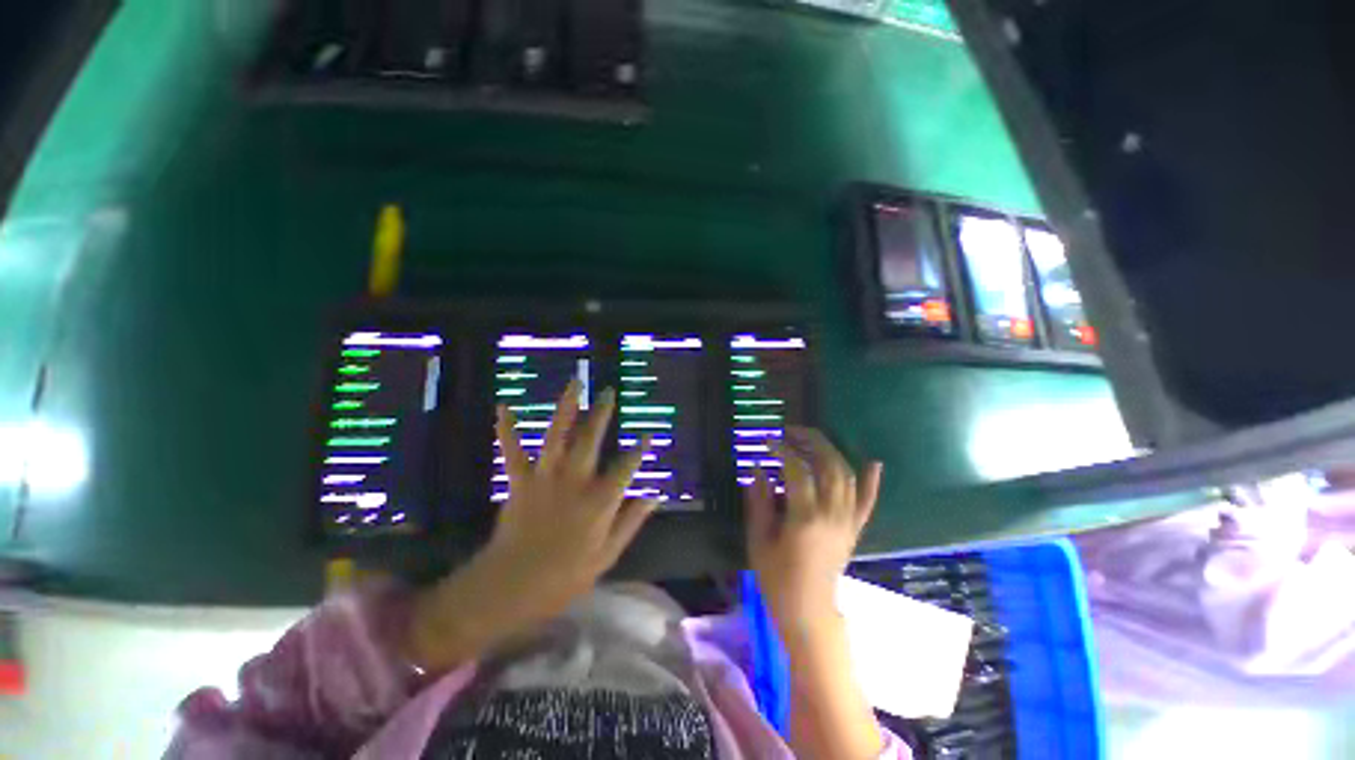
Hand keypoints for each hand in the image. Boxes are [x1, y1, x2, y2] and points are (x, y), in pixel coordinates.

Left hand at [481, 380, 657, 625]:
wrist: (509, 588)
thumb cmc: (563, 577)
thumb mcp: (607, 555)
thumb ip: (631, 521)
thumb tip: (654, 496)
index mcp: (599, 500)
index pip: (626, 467)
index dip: (639, 450)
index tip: (648, 436)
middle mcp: (574, 480)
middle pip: (591, 438)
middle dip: (602, 413)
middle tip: (608, 392)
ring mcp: (545, 477)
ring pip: (557, 434)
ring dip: (566, 407)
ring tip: (574, 383)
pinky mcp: (519, 481)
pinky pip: (512, 450)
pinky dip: (508, 428)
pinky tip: (504, 406)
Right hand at [746, 427, 881, 632]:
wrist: (809, 612)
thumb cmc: (777, 579)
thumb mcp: (758, 540)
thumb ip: (758, 502)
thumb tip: (758, 469)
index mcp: (805, 518)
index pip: (796, 470)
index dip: (782, 450)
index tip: (767, 442)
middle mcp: (832, 515)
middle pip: (828, 465)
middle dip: (810, 441)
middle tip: (790, 432)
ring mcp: (847, 521)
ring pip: (846, 476)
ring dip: (830, 452)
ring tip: (809, 440)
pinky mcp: (854, 529)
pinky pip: (867, 501)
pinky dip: (871, 481)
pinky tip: (873, 462)